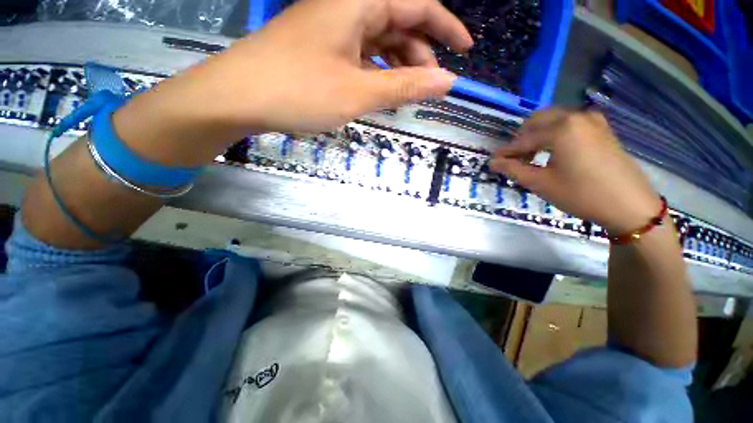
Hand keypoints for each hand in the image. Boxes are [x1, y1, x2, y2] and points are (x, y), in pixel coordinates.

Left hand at [113, 0, 471, 166]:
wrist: (239, 97)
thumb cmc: (298, 92)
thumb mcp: (358, 93)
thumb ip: (404, 87)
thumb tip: (446, 82)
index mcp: (358, 4)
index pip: (417, 5)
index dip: (446, 26)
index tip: (465, 51)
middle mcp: (346, 10)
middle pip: (399, 24)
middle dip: (420, 55)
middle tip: (428, 88)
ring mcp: (332, 31)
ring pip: (379, 44)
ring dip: (398, 68)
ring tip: (405, 96)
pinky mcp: (321, 51)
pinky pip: (361, 57)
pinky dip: (376, 74)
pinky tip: (379, 93)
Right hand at [490, 109, 661, 234]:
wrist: (629, 205)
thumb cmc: (581, 194)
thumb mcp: (541, 183)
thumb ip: (513, 170)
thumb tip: (493, 162)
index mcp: (560, 129)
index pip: (523, 139)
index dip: (506, 152)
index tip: (493, 162)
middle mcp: (575, 116)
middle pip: (537, 121)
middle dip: (521, 139)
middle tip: (514, 159)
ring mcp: (591, 120)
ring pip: (553, 120)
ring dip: (537, 135)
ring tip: (531, 156)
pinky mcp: (601, 127)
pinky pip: (568, 123)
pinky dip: (554, 133)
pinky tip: (551, 151)